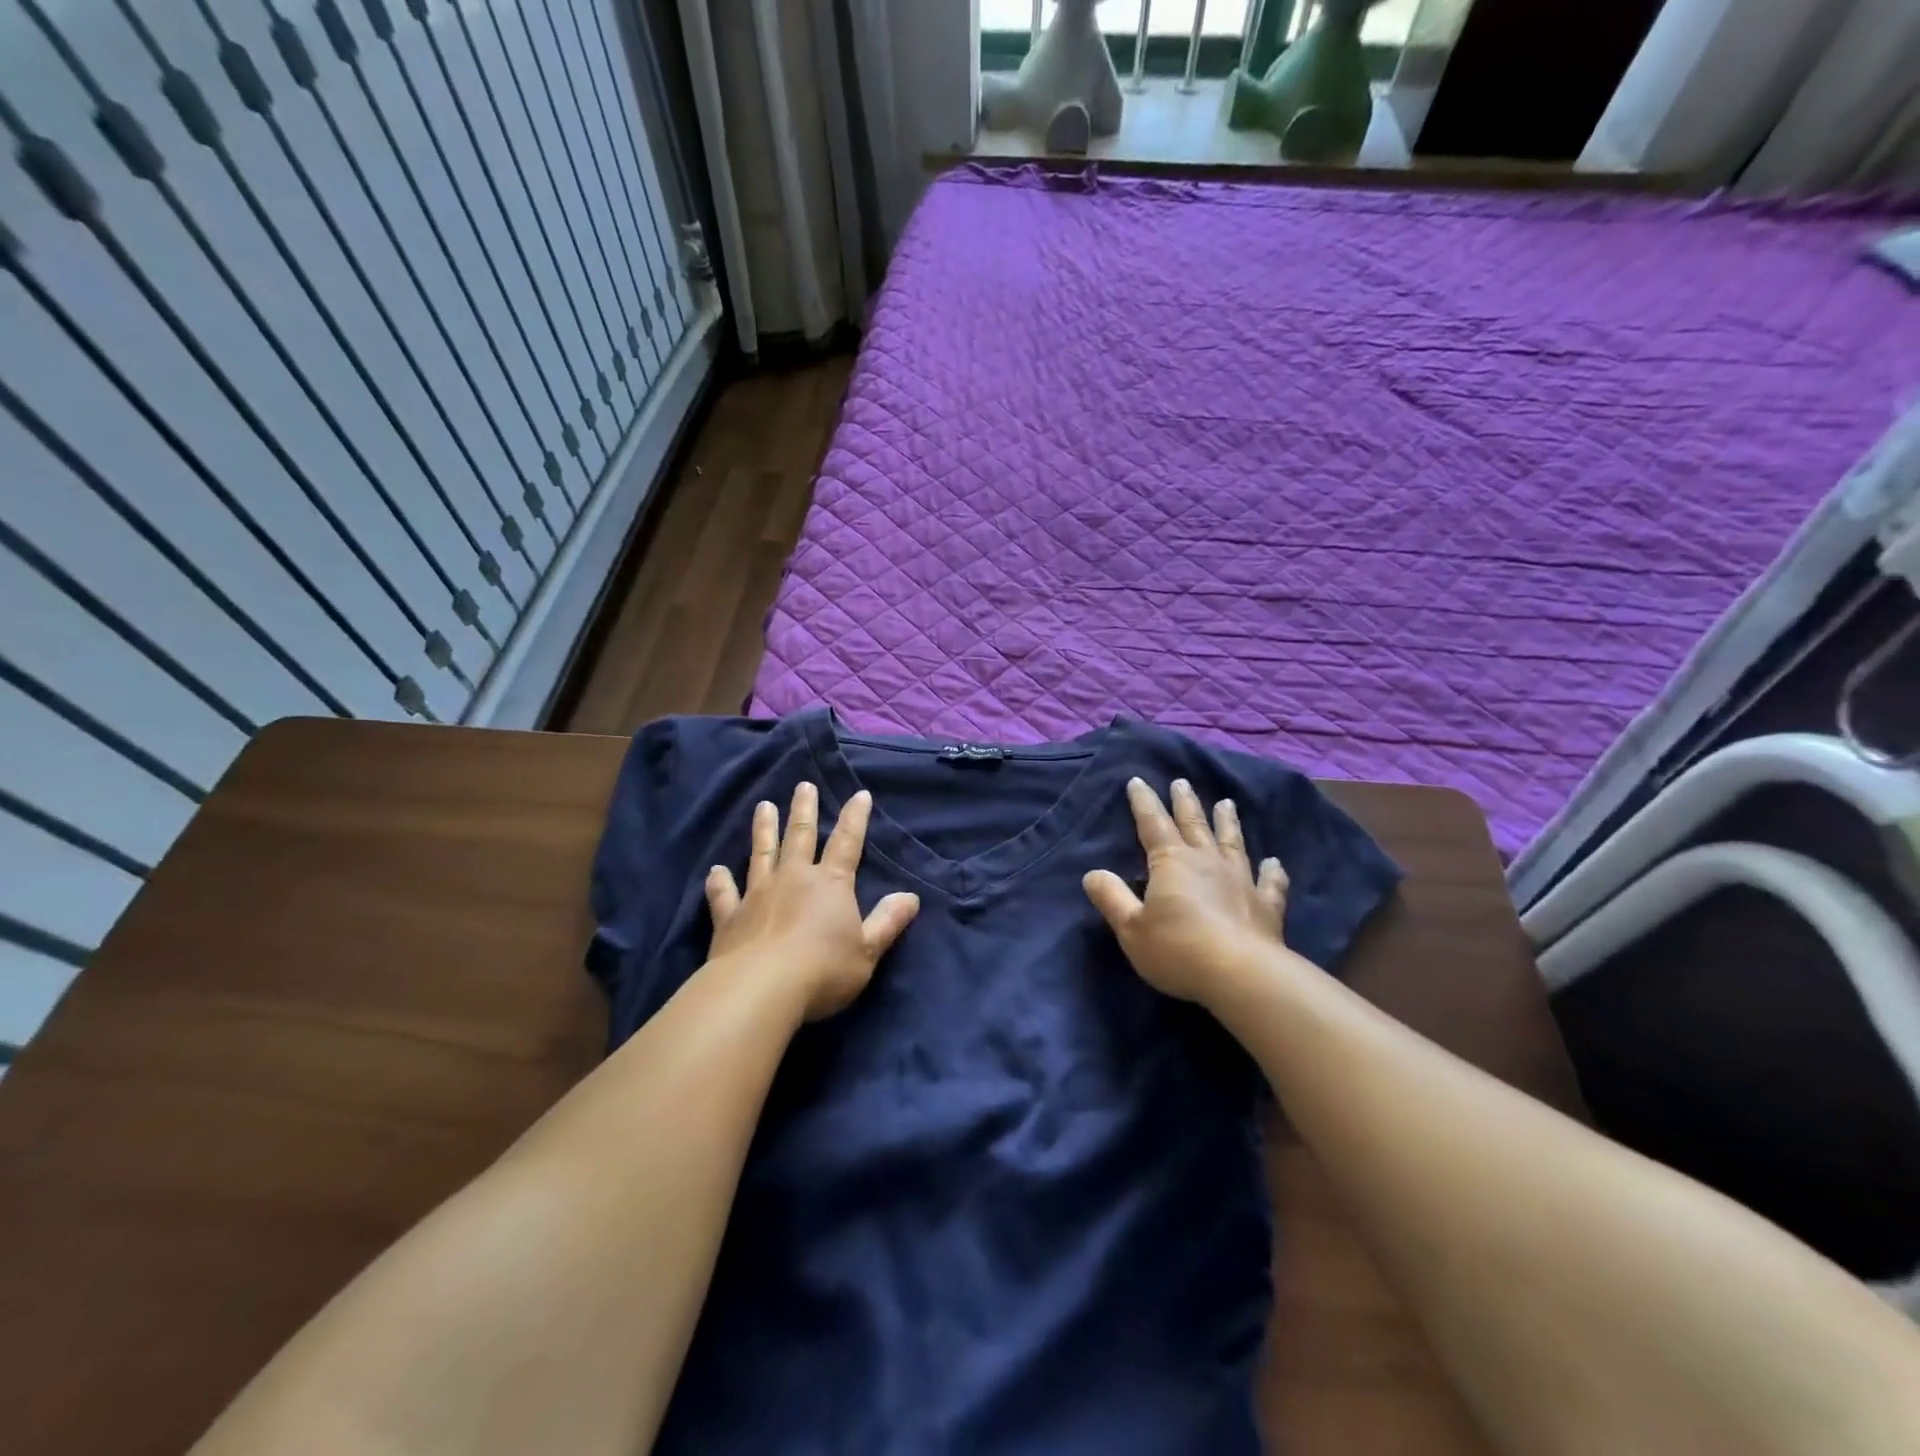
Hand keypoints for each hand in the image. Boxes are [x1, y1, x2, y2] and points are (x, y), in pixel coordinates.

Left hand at [705, 783, 919, 1021]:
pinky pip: (724, 894)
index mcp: (831, 884)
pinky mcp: (730, 916)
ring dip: (764, 829)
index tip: (860, 794)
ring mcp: (758, 894)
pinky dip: (719, 881)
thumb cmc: (823, 970)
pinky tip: (716, 870)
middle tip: (803, 785)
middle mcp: (794, 878)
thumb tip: (911, 897)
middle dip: (804, 809)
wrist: (762, 989)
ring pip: (762, 853)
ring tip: (763, 806)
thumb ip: (887, 922)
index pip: (847, 842)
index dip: (855, 818)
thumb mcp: (867, 951)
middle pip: (800, 836)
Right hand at [1083, 778, 1291, 1004]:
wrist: (1241, 974)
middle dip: (1184, 802)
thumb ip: (1112, 898)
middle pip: (1193, 824)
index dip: (1143, 802)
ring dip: (1227, 822)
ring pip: (1232, 842)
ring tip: (1226, 803)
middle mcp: (1207, 861)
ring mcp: (1240, 880)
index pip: (1152, 824)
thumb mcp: (1131, 928)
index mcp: (1171, 862)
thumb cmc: (1178, 949)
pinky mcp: (1265, 905)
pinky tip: (1274, 863)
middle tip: (1181, 781)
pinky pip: (1270, 883)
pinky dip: (1272, 871)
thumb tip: (1092, 874)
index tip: (1137, 781)